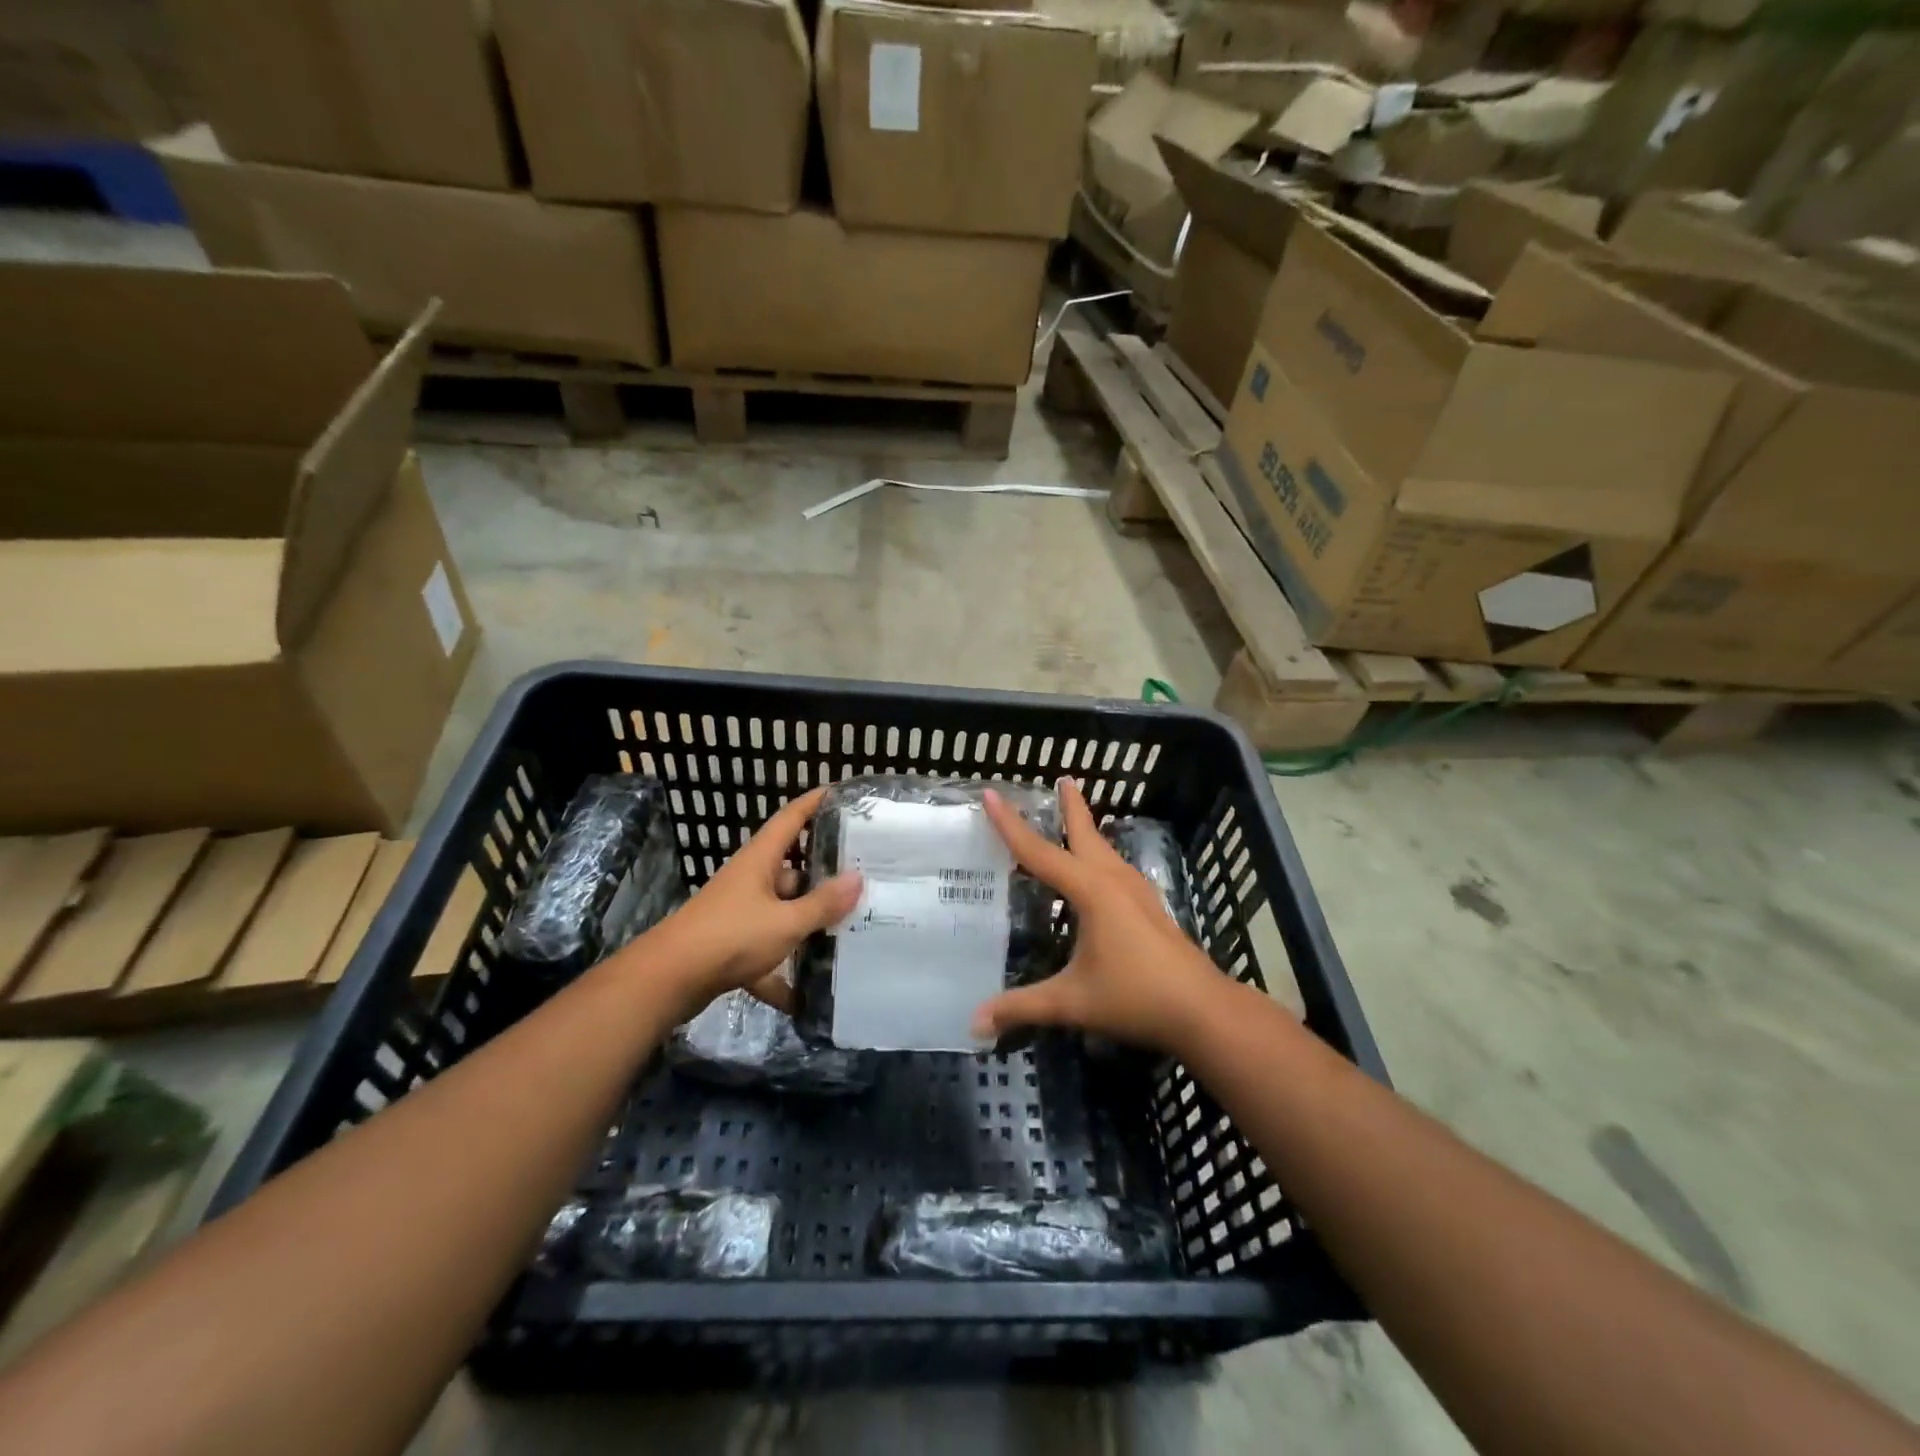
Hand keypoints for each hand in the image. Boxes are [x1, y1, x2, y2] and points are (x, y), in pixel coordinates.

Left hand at [644, 786, 859, 1016]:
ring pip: (783, 911)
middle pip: (793, 869)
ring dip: (808, 922)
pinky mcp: (732, 944)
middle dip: (825, 875)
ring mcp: (740, 912)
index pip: (791, 819)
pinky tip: (806, 996)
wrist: (667, 981)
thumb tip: (857, 879)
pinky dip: (784, 971)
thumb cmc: (730, 936)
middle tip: (865, 877)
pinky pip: (768, 949)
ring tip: (849, 930)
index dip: (814, 803)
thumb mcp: (785, 921)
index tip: (841, 793)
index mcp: (761, 860)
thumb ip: (822, 904)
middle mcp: (750, 880)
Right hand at [972, 778, 1228, 1053]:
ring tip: (1072, 818)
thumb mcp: (1072, 1001)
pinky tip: (1097, 870)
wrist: (1202, 1009)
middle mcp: (1113, 880)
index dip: (1010, 825)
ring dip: (1086, 830)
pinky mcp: (1148, 906)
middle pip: (1085, 834)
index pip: (1040, 852)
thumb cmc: (1136, 996)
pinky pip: (1114, 866)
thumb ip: (1022, 1007)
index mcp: (1091, 891)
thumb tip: (975, 1023)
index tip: (991, 794)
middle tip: (1062, 779)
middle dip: (1071, 806)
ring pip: (1104, 849)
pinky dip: (1097, 855)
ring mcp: (1136, 891)